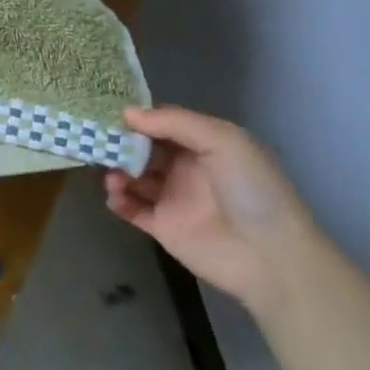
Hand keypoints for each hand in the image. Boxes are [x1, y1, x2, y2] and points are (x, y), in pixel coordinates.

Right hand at [104, 105, 317, 315]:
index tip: (109, 112)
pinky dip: (118, 200)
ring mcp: (173, 198)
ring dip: (117, 171)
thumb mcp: (223, 141)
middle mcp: (186, 168)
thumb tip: (127, 113)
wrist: (270, 257)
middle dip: (120, 143)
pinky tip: (115, 196)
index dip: (138, 117)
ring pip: (133, 177)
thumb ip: (175, 122)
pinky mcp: (163, 227)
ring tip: (114, 177)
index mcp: (204, 144)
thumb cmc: (251, 190)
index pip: (162, 123)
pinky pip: (132, 209)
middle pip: (143, 148)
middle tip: (99, 142)